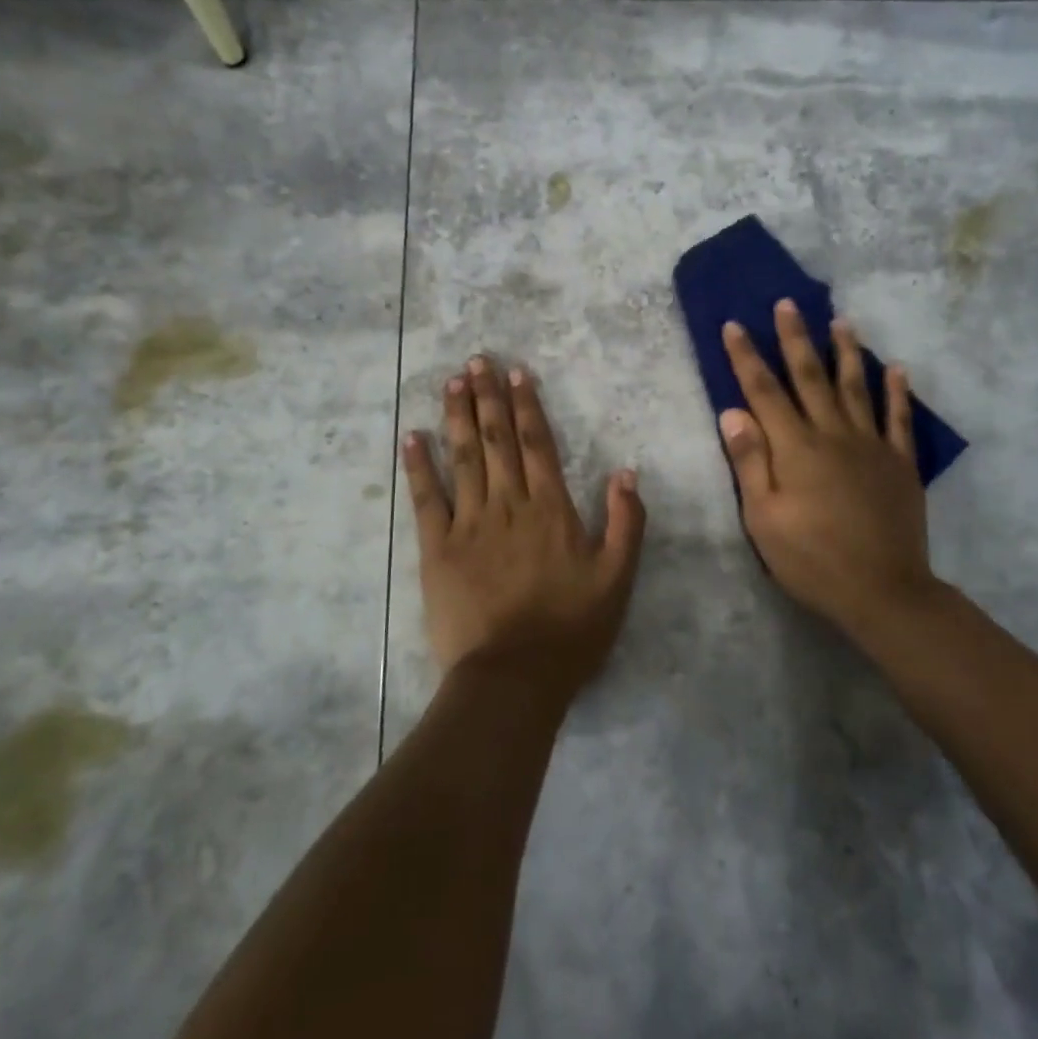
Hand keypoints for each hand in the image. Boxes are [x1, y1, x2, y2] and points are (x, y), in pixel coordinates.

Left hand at [404, 357, 646, 702]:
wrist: (513, 677)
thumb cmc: (571, 630)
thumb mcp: (618, 579)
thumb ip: (626, 522)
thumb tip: (626, 470)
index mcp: (551, 509)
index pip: (538, 444)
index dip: (527, 406)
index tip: (516, 374)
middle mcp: (509, 505)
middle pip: (497, 440)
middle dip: (487, 397)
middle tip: (476, 360)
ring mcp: (469, 523)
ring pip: (463, 458)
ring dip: (456, 417)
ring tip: (451, 382)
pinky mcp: (437, 548)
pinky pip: (426, 498)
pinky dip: (417, 466)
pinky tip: (411, 437)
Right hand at [720, 302, 945, 639]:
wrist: (882, 591)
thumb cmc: (811, 559)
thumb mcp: (763, 518)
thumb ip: (750, 462)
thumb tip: (732, 412)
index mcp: (795, 448)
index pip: (764, 392)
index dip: (747, 357)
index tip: (735, 325)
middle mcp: (833, 434)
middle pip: (810, 377)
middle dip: (795, 338)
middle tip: (787, 304)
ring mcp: (871, 446)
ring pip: (856, 387)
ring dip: (846, 352)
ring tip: (841, 321)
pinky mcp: (900, 463)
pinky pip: (899, 419)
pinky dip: (897, 391)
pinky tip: (896, 368)